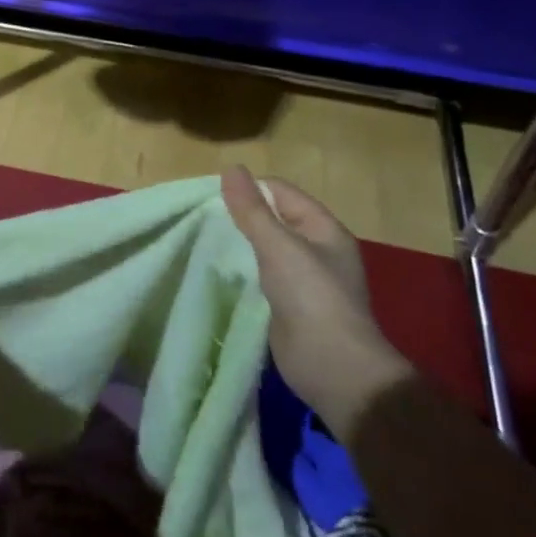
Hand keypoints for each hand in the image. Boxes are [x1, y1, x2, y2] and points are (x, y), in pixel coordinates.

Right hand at [222, 167, 411, 435]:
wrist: (333, 369)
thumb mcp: (279, 246)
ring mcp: (302, 280)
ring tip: (203, 240)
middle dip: (240, 216)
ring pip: (263, 249)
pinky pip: (259, 276)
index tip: (211, 195)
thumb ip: (252, 209)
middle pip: (272, 219)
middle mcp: (315, 250)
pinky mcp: (287, 305)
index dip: (249, 189)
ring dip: (238, 245)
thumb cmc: (312, 297)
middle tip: (202, 218)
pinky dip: (240, 271)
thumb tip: (231, 168)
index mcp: (323, 229)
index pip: (281, 192)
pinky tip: (216, 271)